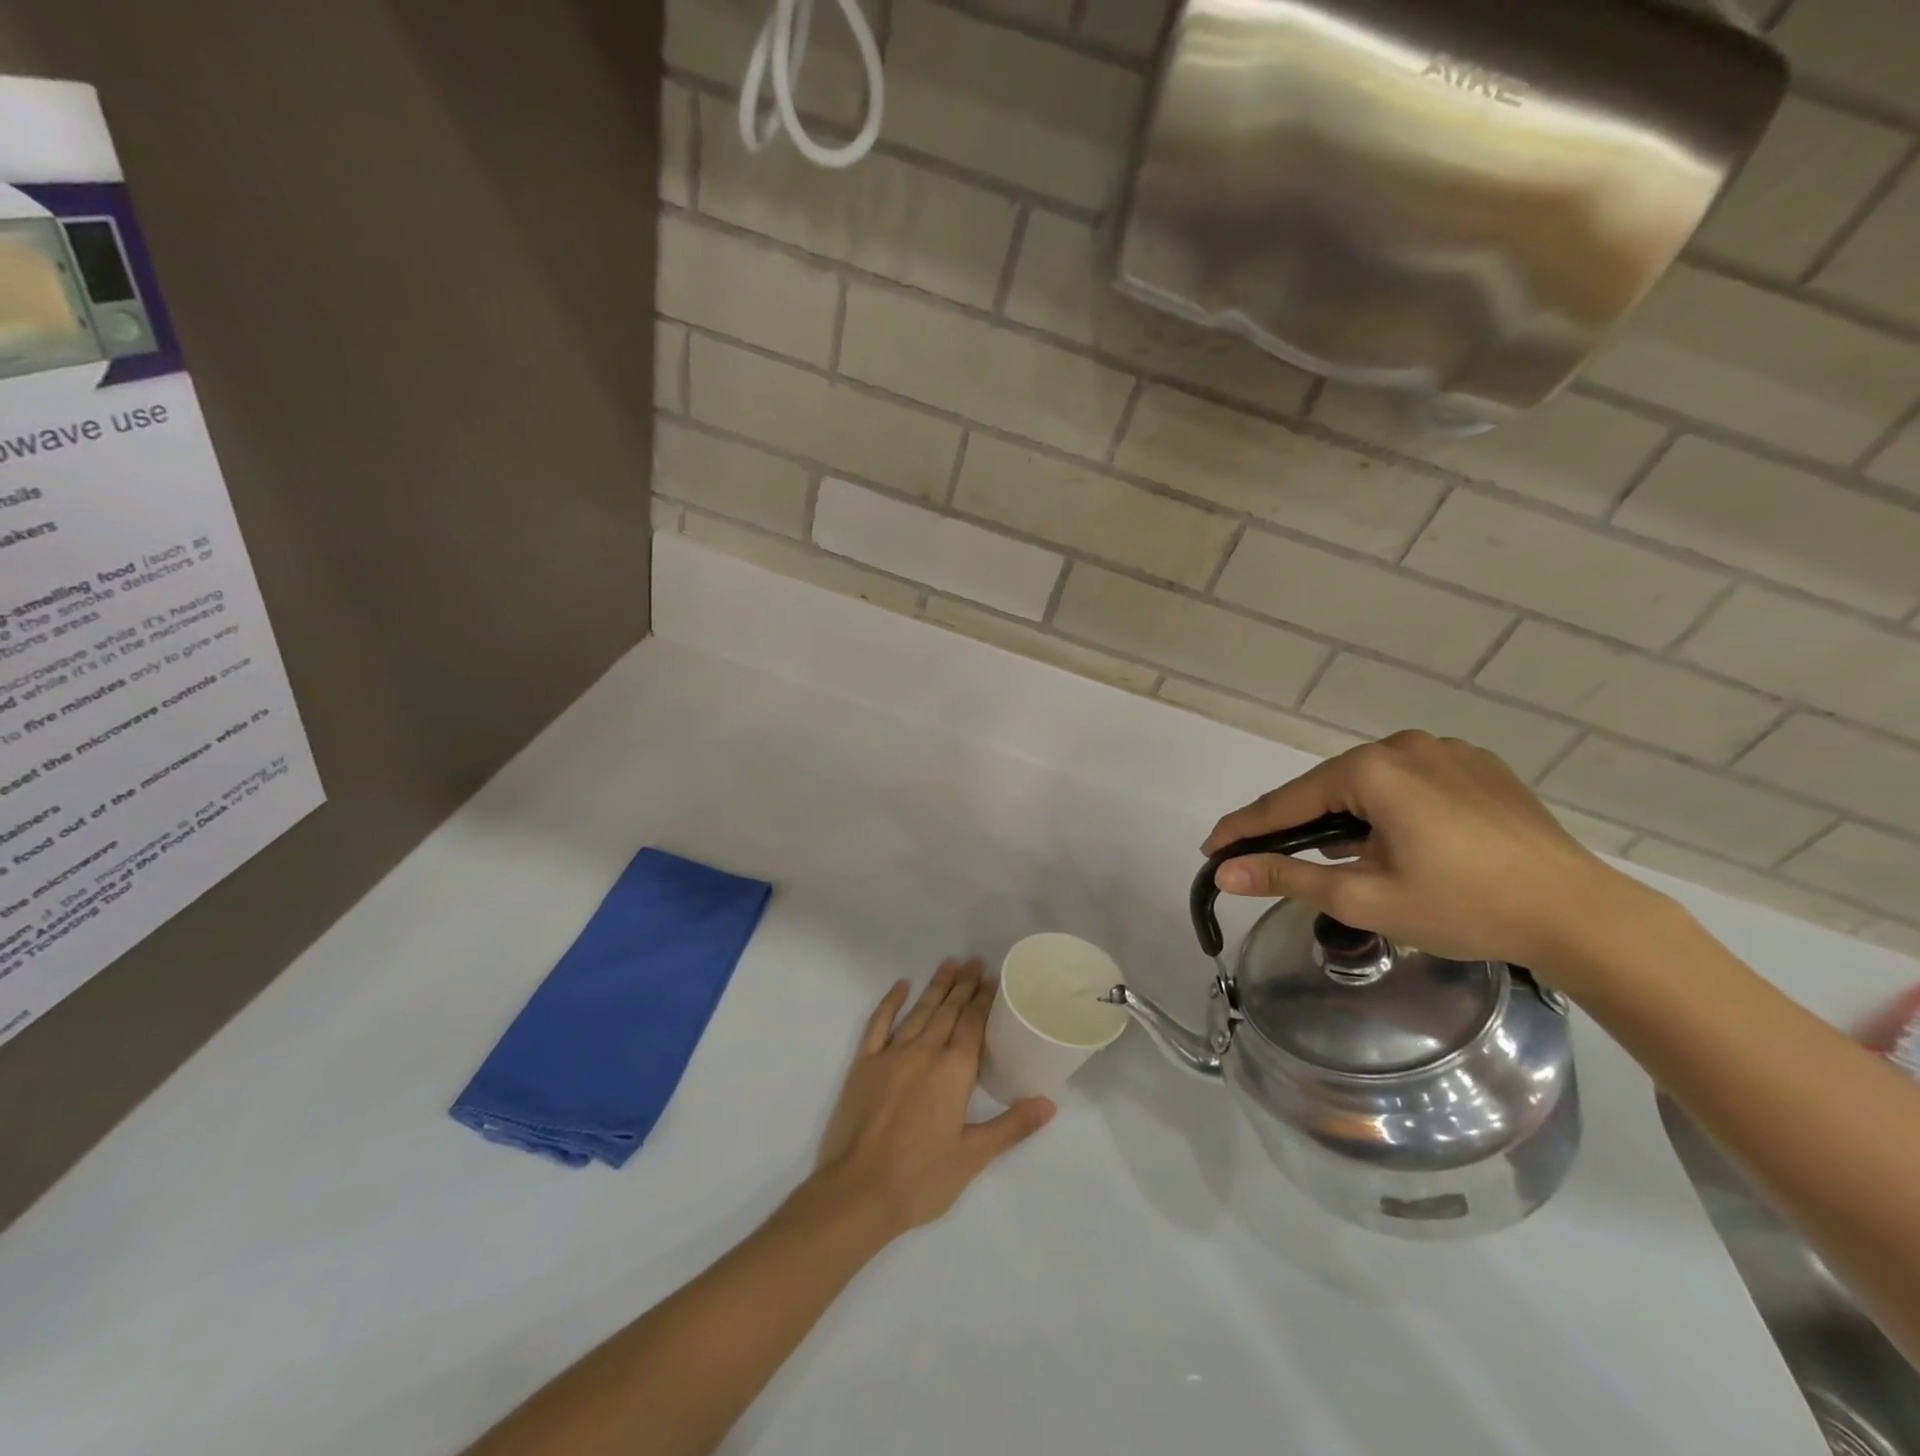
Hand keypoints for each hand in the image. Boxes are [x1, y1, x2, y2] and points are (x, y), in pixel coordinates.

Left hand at [811, 959, 1054, 1241]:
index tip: (993, 978)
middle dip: (964, 986)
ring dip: (936, 987)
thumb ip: (1011, 1126)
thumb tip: (1049, 1103)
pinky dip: (890, 1002)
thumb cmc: (920, 1179)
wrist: (856, 1193)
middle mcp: (924, 1052)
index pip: (973, 1024)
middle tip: (976, 961)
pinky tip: (900, 986)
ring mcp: (890, 1055)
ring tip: (949, 964)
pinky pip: (879, 1023)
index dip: (984, 999)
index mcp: (953, 1071)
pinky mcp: (864, 1064)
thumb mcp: (973, 1157)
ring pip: (919, 1011)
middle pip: (948, 1011)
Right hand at [1203, 731, 1660, 976]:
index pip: (1287, 802)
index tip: (1210, 850)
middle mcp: (1405, 745)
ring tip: (1334, 855)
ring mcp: (1447, 751)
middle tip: (1267, 858)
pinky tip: (1394, 840)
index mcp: (1372, 770)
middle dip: (1295, 823)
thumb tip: (1224, 872)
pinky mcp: (1479, 766)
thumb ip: (1287, 876)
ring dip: (1343, 816)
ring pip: (1369, 783)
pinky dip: (1386, 807)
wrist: (1583, 915)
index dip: (1244, 829)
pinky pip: (1409, 781)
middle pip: (1327, 787)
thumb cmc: (1465, 907)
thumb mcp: (1365, 897)